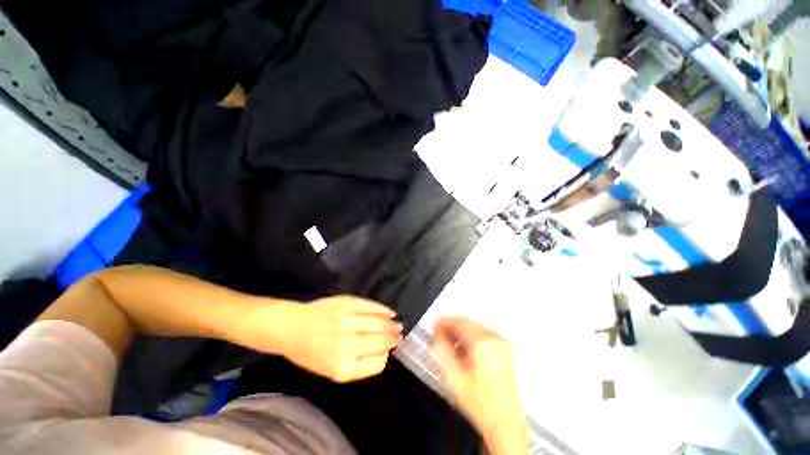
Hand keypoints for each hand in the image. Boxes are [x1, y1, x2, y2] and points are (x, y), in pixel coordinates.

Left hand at [278, 296, 402, 382]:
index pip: (376, 364)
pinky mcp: (347, 304)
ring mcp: (348, 322)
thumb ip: (357, 365)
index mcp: (343, 367)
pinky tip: (390, 312)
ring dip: (391, 325)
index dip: (385, 357)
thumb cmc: (310, 352)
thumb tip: (382, 353)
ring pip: (379, 324)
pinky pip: (371, 307)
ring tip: (397, 325)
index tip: (387, 352)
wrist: (292, 328)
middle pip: (381, 342)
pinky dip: (383, 310)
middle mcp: (347, 345)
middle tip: (399, 336)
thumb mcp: (331, 370)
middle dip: (393, 339)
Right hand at [431, 317, 527, 454]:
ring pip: (474, 327)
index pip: (458, 321)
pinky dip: (470, 338)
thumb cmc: (483, 405)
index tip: (434, 328)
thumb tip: (435, 335)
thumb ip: (441, 350)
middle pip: (466, 322)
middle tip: (439, 336)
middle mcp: (494, 338)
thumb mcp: (454, 376)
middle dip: (450, 328)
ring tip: (450, 346)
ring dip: (459, 333)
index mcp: (483, 342)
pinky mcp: (504, 348)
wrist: (505, 422)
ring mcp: (501, 343)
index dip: (442, 323)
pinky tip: (463, 351)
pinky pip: (482, 334)